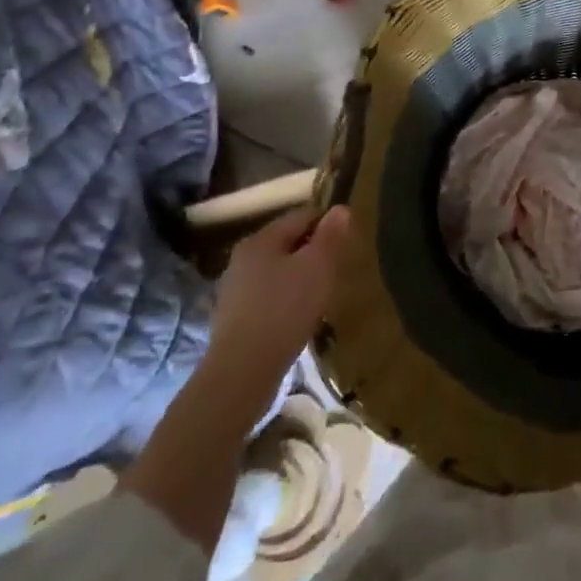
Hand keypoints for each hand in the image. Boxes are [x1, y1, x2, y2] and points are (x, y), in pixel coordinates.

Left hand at [205, 203, 351, 398]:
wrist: (242, 372)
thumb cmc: (285, 310)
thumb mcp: (318, 267)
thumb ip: (330, 236)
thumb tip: (340, 209)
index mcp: (261, 239)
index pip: (302, 215)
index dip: (328, 223)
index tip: (346, 243)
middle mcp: (242, 257)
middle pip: (288, 242)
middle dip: (313, 252)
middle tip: (336, 270)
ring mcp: (234, 289)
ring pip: (278, 270)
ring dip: (300, 277)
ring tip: (321, 296)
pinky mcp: (234, 317)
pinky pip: (268, 296)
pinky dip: (286, 299)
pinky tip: (298, 318)